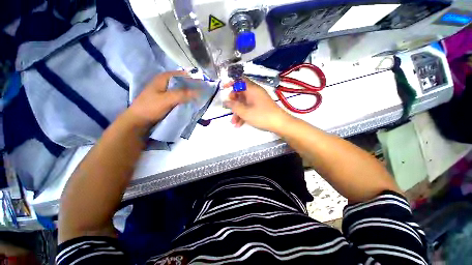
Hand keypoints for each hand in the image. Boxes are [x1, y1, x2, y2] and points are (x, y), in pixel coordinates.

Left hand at [126, 71, 198, 127]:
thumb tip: (199, 91)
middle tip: (203, 94)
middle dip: (193, 87)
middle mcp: (166, 82)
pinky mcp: (167, 98)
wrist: (139, 121)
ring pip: (182, 90)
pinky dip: (185, 99)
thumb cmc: (150, 108)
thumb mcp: (166, 100)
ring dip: (190, 94)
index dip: (194, 79)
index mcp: (164, 78)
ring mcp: (166, 91)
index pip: (183, 75)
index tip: (204, 86)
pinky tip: (191, 103)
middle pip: (183, 82)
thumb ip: (182, 94)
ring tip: (199, 99)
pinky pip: (179, 96)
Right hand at [224, 78, 292, 131]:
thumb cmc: (261, 115)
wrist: (279, 123)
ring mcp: (258, 100)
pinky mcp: (260, 107)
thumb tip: (226, 101)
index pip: (240, 80)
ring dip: (238, 112)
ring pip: (244, 103)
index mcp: (252, 89)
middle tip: (229, 108)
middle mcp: (255, 93)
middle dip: (233, 102)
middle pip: (240, 93)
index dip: (231, 83)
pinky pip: (249, 108)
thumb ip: (234, 106)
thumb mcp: (245, 112)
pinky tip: (239, 124)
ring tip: (233, 123)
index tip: (224, 88)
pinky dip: (244, 115)